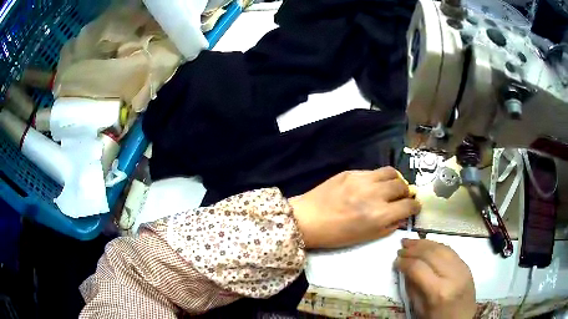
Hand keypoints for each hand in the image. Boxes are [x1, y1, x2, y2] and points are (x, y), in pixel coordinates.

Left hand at [289, 167, 420, 248]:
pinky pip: (374, 171)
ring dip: (396, 180)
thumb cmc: (336, 235)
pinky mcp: (351, 171)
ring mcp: (363, 180)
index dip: (415, 206)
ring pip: (391, 172)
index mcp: (379, 215)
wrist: (307, 219)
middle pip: (402, 186)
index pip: (409, 205)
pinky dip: (379, 178)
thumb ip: (389, 226)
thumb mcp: (366, 237)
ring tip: (391, 187)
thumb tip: (402, 216)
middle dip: (406, 193)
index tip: (414, 207)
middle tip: (402, 198)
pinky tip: (373, 185)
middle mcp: (375, 194)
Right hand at [396, 239, 475, 318]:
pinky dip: (437, 245)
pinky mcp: (466, 265)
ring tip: (412, 241)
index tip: (396, 261)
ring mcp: (462, 268)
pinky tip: (428, 245)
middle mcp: (452, 275)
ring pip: (442, 248)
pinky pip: (450, 250)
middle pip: (431, 254)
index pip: (419, 268)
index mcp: (438, 291)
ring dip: (425, 243)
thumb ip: (412, 288)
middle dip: (414, 248)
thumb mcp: (420, 309)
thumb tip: (404, 269)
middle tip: (401, 247)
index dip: (405, 262)